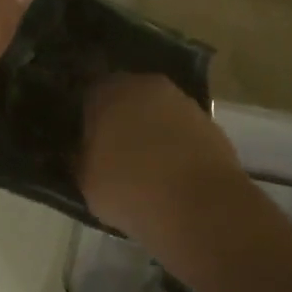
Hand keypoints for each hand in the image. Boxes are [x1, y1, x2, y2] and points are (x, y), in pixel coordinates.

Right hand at [79, 73, 247, 242]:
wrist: (201, 206)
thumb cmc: (131, 189)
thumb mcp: (87, 182)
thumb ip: (82, 159)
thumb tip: (84, 153)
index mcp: (108, 91)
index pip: (89, 94)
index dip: (87, 117)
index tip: (85, 139)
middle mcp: (145, 85)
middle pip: (126, 98)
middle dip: (120, 119)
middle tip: (113, 151)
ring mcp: (181, 101)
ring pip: (156, 112)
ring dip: (151, 131)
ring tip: (146, 166)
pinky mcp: (209, 122)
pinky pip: (181, 130)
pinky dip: (176, 145)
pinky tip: (172, 173)